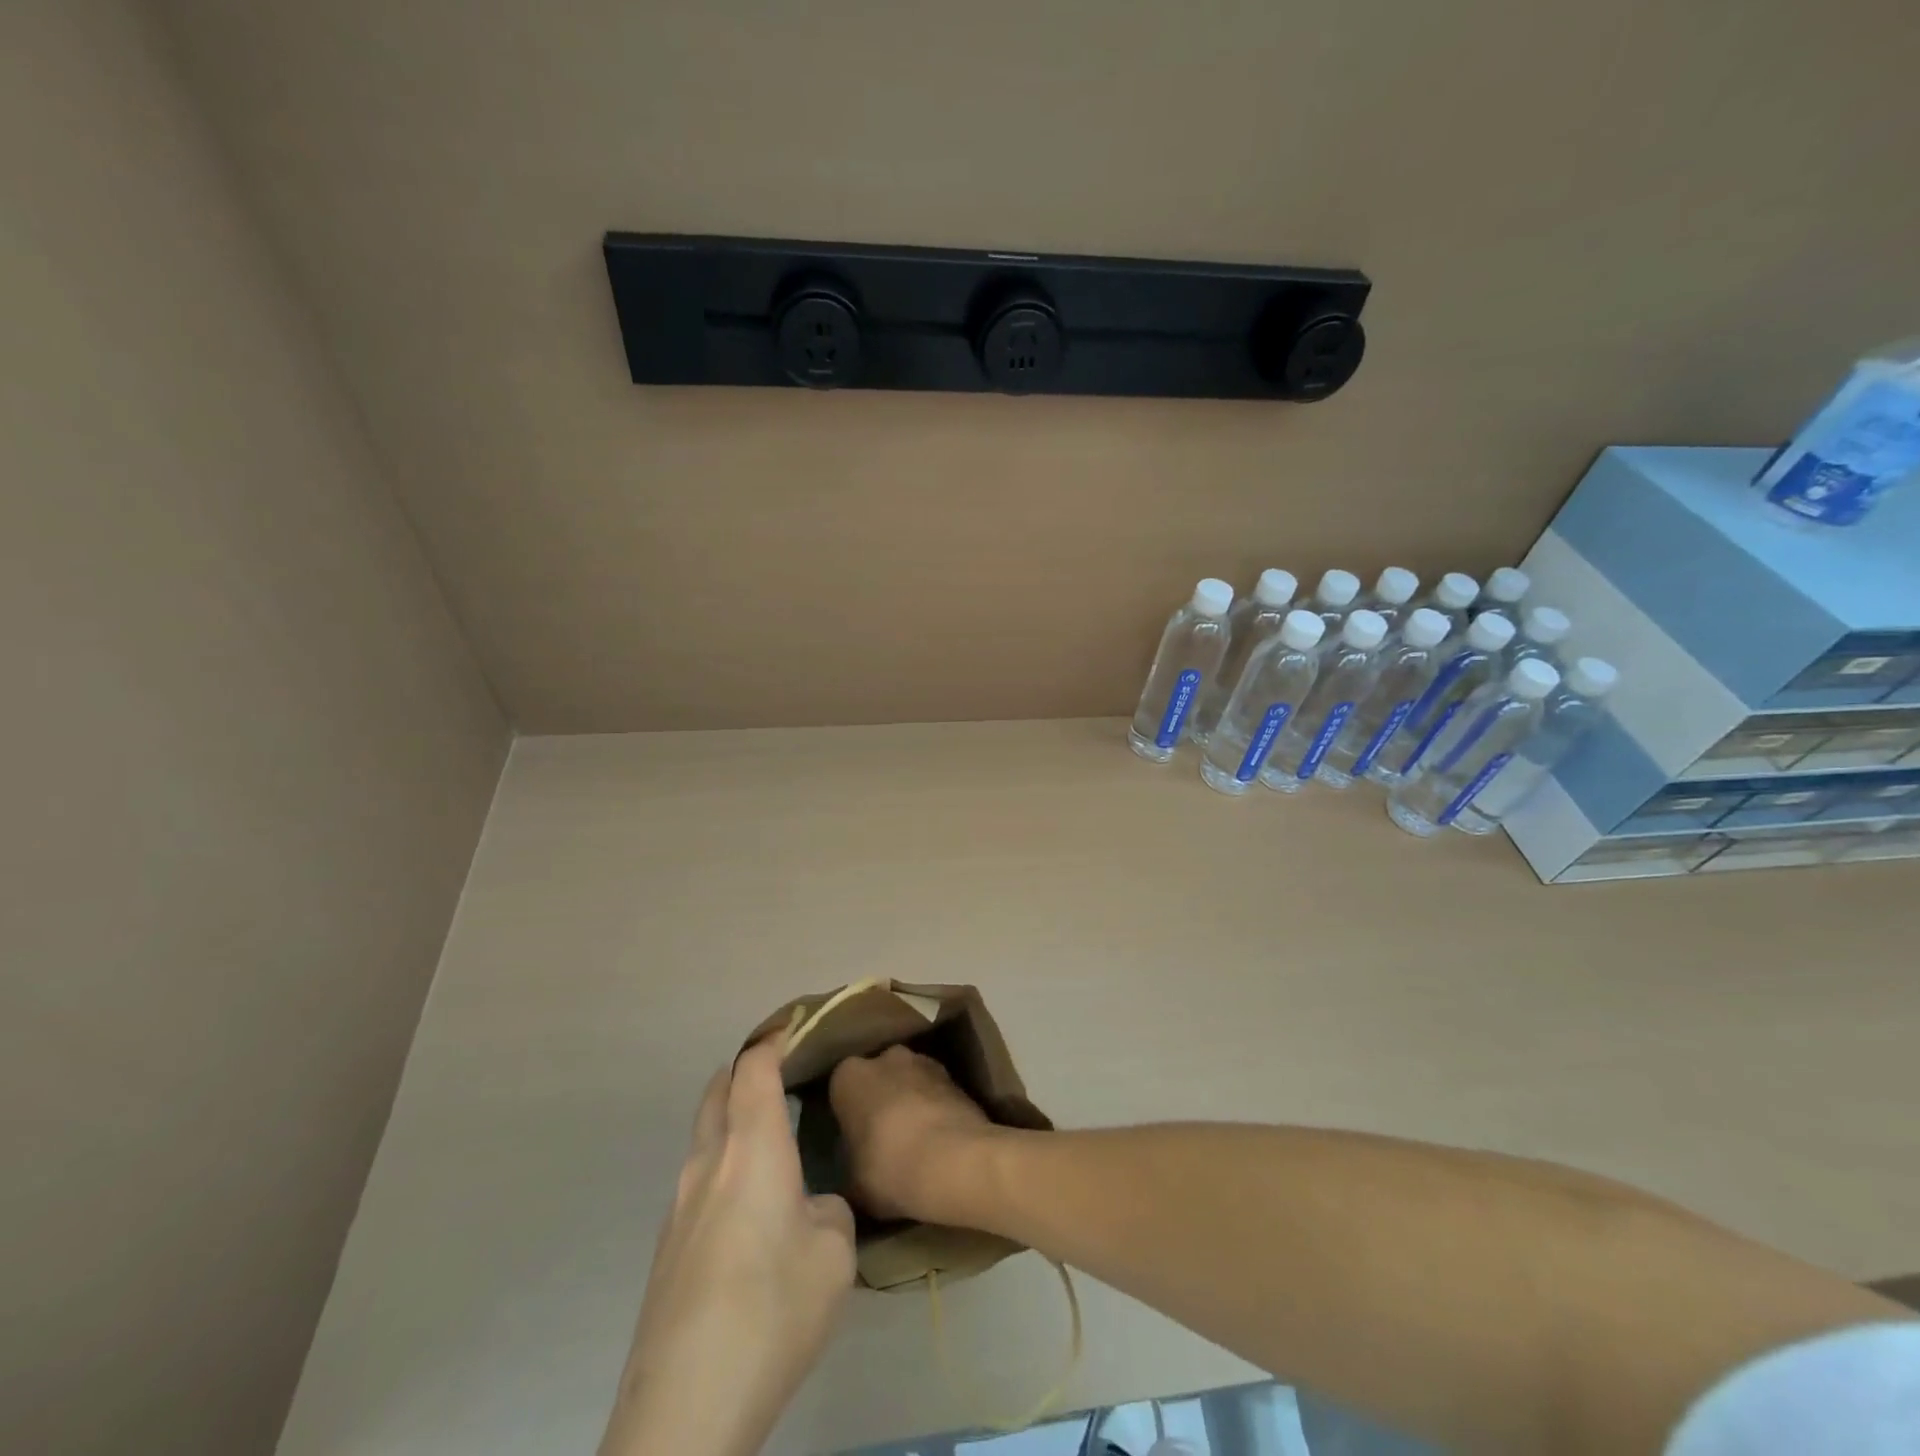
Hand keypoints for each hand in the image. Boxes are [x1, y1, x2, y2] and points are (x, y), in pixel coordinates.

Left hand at [599, 1036, 855, 1455]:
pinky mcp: (666, 1247)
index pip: (754, 1066)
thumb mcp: (834, 1254)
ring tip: (777, 1144)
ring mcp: (678, 1205)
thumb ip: (829, 1211)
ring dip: (734, 1121)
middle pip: (718, 1089)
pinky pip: (699, 1179)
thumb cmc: (771, 1309)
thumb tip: (810, 1208)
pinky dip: (725, 1165)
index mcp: (751, 1147)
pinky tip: (753, 1211)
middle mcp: (708, 1162)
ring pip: (705, 1136)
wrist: (683, 1409)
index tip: (802, 1030)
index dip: (776, 1039)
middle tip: (788, 1078)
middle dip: (749, 1072)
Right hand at [828, 1045, 999, 1225]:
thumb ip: (849, 1169)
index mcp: (849, 1076)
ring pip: (909, 1081)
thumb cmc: (889, 1168)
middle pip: (878, 1078)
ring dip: (910, 1101)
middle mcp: (885, 1057)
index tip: (854, 1140)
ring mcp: (924, 1061)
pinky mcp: (954, 1075)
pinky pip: (935, 1091)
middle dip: (880, 1100)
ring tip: (916, 1141)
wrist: (954, 1161)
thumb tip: (853, 1175)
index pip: (841, 1090)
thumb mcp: (853, 1184)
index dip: (848, 1115)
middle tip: (883, 1139)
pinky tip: (939, 1139)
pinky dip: (935, 1108)